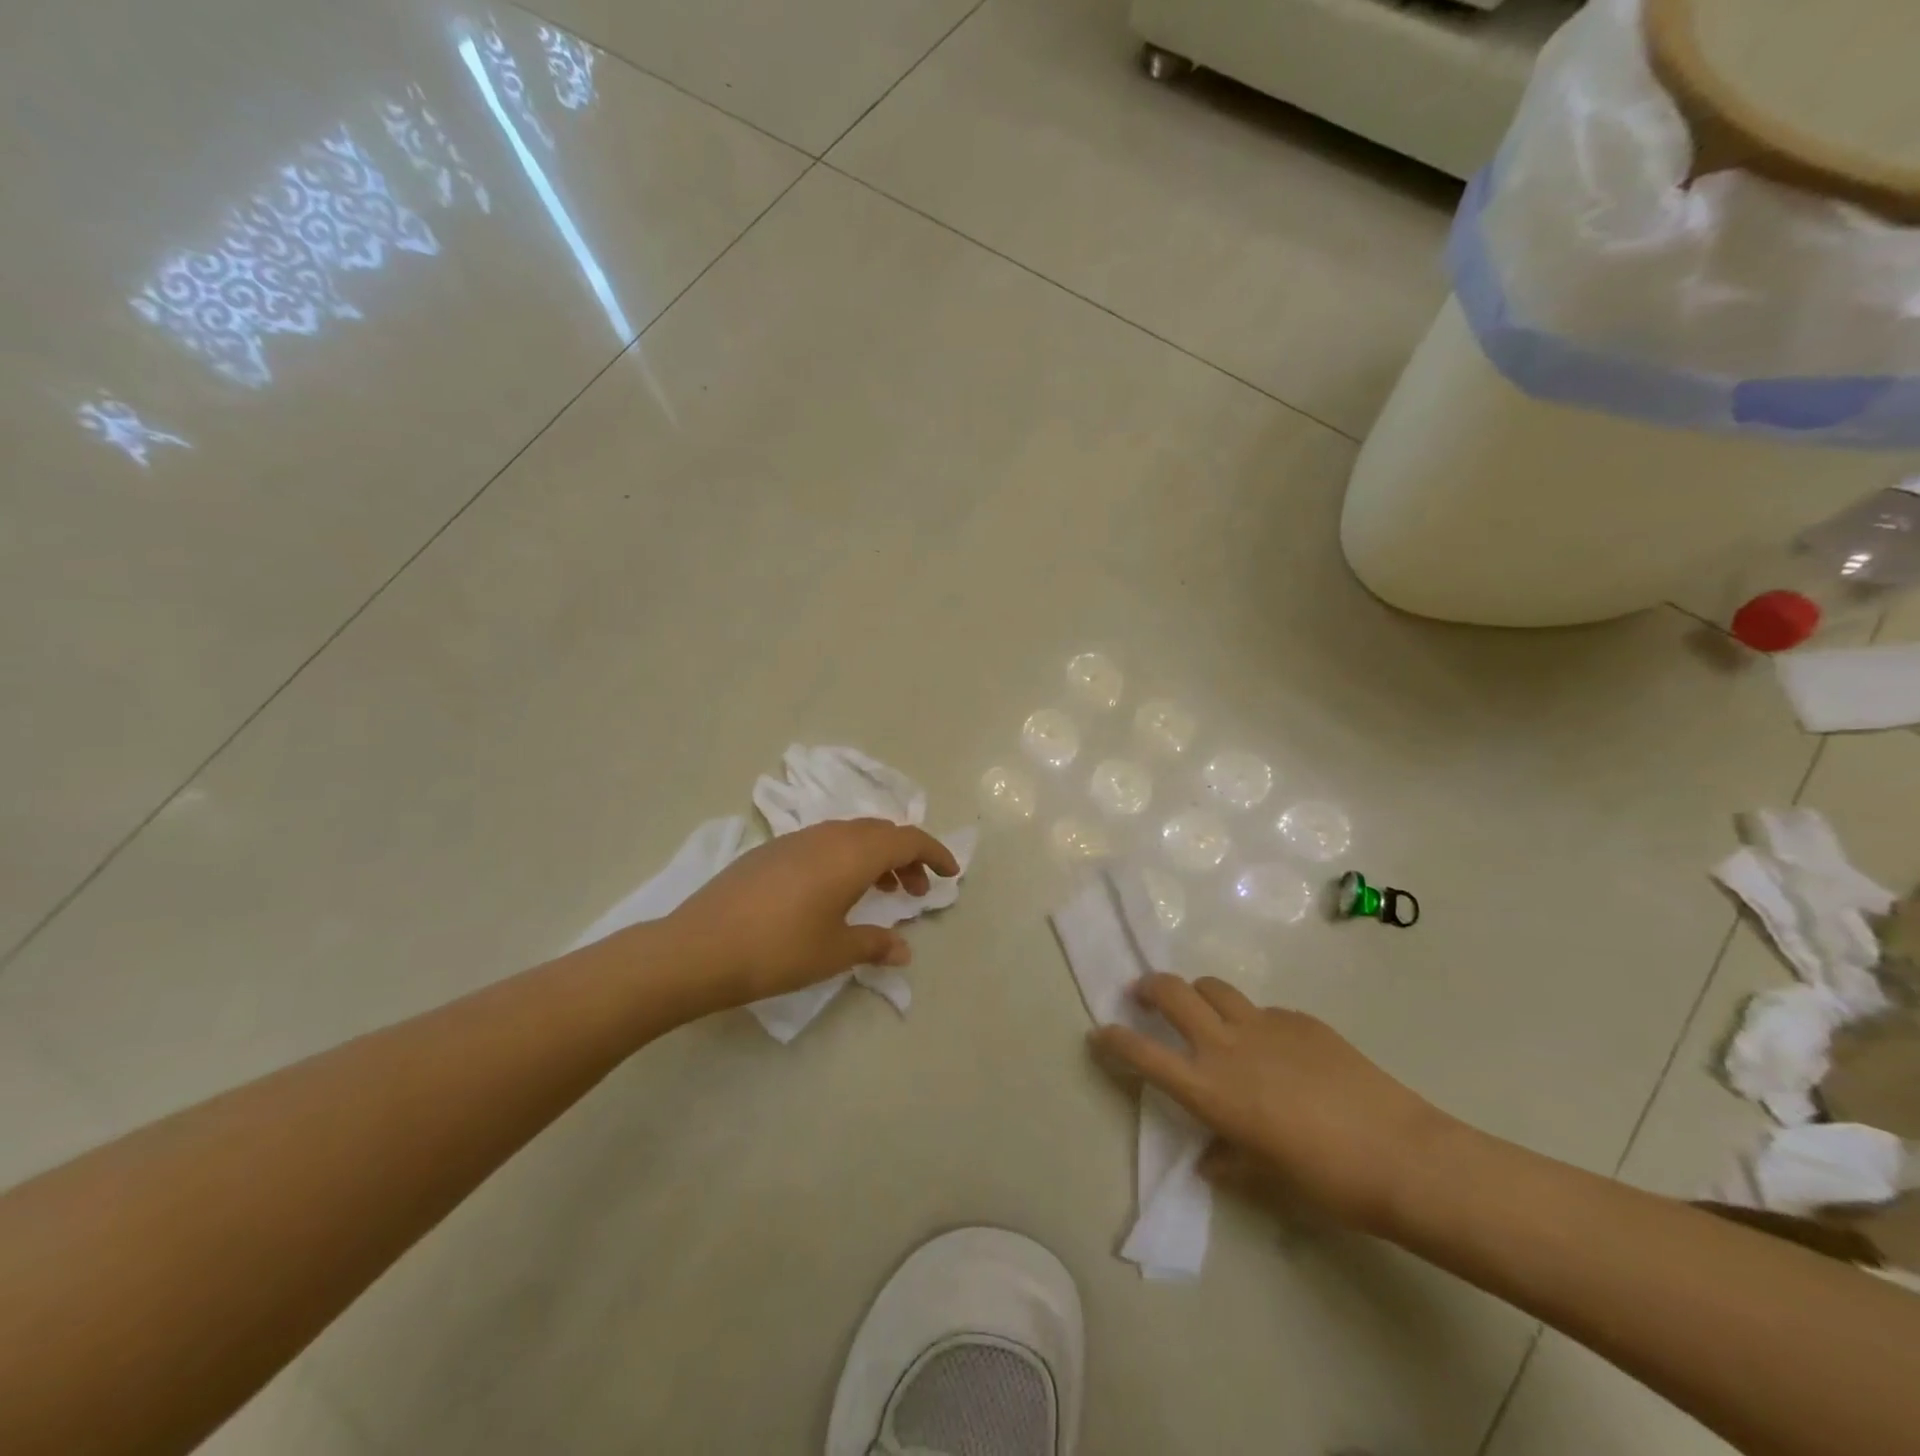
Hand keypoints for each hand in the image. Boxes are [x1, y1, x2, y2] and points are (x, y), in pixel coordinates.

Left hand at [658, 819, 960, 1017]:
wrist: (698, 948)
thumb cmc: (778, 950)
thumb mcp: (834, 952)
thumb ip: (875, 944)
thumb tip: (904, 949)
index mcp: (852, 854)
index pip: (907, 840)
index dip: (934, 853)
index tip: (950, 874)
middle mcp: (828, 836)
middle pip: (880, 833)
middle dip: (906, 856)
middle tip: (914, 891)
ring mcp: (796, 840)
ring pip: (851, 835)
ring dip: (875, 857)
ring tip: (880, 891)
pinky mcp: (771, 851)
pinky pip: (824, 843)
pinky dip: (845, 859)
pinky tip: (834, 893)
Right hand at [1091, 974, 1454, 1236]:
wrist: (1401, 1156)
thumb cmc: (1326, 1181)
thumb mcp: (1268, 1180)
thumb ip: (1229, 1163)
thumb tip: (1210, 1158)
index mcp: (1210, 1089)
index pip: (1144, 1054)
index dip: (1114, 1040)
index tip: (1099, 1033)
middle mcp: (1227, 1046)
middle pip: (1172, 992)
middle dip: (1149, 987)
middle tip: (1143, 995)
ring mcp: (1264, 1025)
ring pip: (1214, 988)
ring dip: (1197, 993)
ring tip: (1202, 1009)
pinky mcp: (1300, 1020)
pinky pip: (1263, 1010)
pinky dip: (1252, 1020)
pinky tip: (1276, 1049)